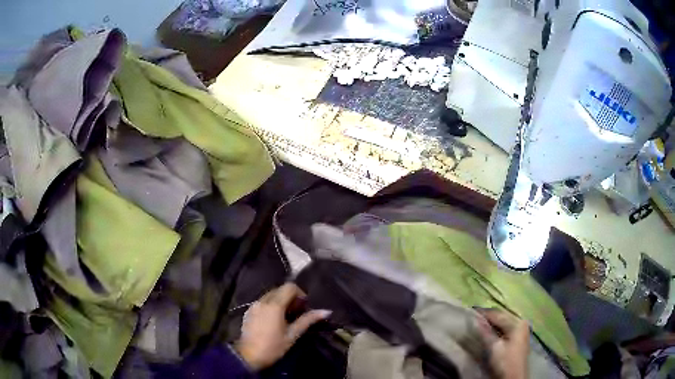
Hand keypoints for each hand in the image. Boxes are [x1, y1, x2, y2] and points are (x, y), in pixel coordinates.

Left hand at [235, 283, 330, 369]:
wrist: (248, 356)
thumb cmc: (273, 347)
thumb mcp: (292, 335)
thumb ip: (308, 320)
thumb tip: (326, 311)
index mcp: (274, 305)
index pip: (289, 287)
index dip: (300, 294)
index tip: (304, 307)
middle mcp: (262, 300)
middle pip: (280, 289)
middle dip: (291, 298)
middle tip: (297, 313)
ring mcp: (254, 305)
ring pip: (270, 295)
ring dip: (281, 301)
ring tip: (286, 317)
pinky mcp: (248, 311)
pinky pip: (262, 301)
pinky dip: (271, 305)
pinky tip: (274, 320)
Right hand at [476, 308, 529, 378]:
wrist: (514, 377)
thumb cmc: (505, 362)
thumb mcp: (494, 347)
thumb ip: (486, 332)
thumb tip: (477, 319)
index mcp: (517, 323)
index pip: (498, 314)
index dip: (484, 313)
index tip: (471, 311)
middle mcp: (521, 322)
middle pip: (503, 316)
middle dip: (489, 316)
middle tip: (474, 316)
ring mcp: (522, 329)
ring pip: (504, 321)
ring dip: (493, 322)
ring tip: (479, 322)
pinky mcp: (519, 336)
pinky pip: (506, 327)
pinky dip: (498, 327)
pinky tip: (490, 329)